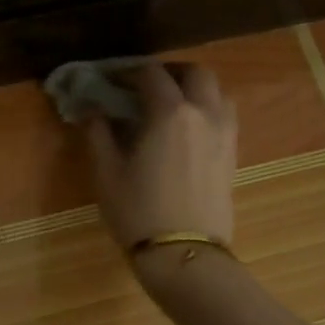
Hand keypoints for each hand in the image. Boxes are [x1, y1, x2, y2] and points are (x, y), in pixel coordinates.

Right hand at [84, 60, 238, 256]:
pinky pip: (223, 115)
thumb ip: (98, 133)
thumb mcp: (106, 171)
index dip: (127, 72)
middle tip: (143, 85)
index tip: (109, 80)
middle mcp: (204, 113)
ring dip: (192, 88)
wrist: (183, 253)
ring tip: (168, 104)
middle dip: (169, 72)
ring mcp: (225, 133)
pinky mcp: (232, 154)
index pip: (151, 75)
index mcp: (170, 112)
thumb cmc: (137, 210)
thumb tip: (91, 110)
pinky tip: (185, 129)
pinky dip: (205, 109)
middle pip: (195, 73)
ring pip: (216, 92)